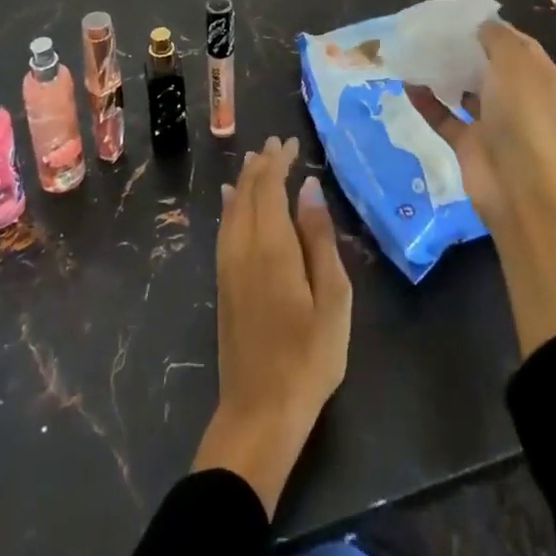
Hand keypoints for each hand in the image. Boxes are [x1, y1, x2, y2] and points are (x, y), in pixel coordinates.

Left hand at [192, 135, 351, 516]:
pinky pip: (224, 227)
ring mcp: (228, 266)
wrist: (259, 413)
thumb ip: (319, 238)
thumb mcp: (332, 298)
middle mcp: (243, 247)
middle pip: (247, 192)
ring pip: (232, 208)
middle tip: (278, 143)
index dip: (279, 161)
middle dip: (262, 164)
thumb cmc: (308, 356)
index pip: (269, 187)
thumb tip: (309, 188)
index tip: (292, 142)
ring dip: (244, 181)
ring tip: (256, 160)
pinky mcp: (223, 284)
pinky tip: (230, 200)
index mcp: (272, 246)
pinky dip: (230, 205)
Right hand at [409, 20, 555, 227]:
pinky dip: (427, 102)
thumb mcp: (514, 61)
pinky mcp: (469, 144)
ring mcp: (493, 123)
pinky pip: (444, 117)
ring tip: (416, 53)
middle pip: (489, 67)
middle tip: (433, 32)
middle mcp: (518, 98)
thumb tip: (482, 27)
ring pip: (465, 92)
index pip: (517, 45)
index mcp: (539, 77)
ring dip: (444, 75)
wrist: (516, 183)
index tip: (461, 16)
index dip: (492, 29)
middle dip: (464, 50)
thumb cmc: (521, 113)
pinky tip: (407, 84)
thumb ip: (497, 37)